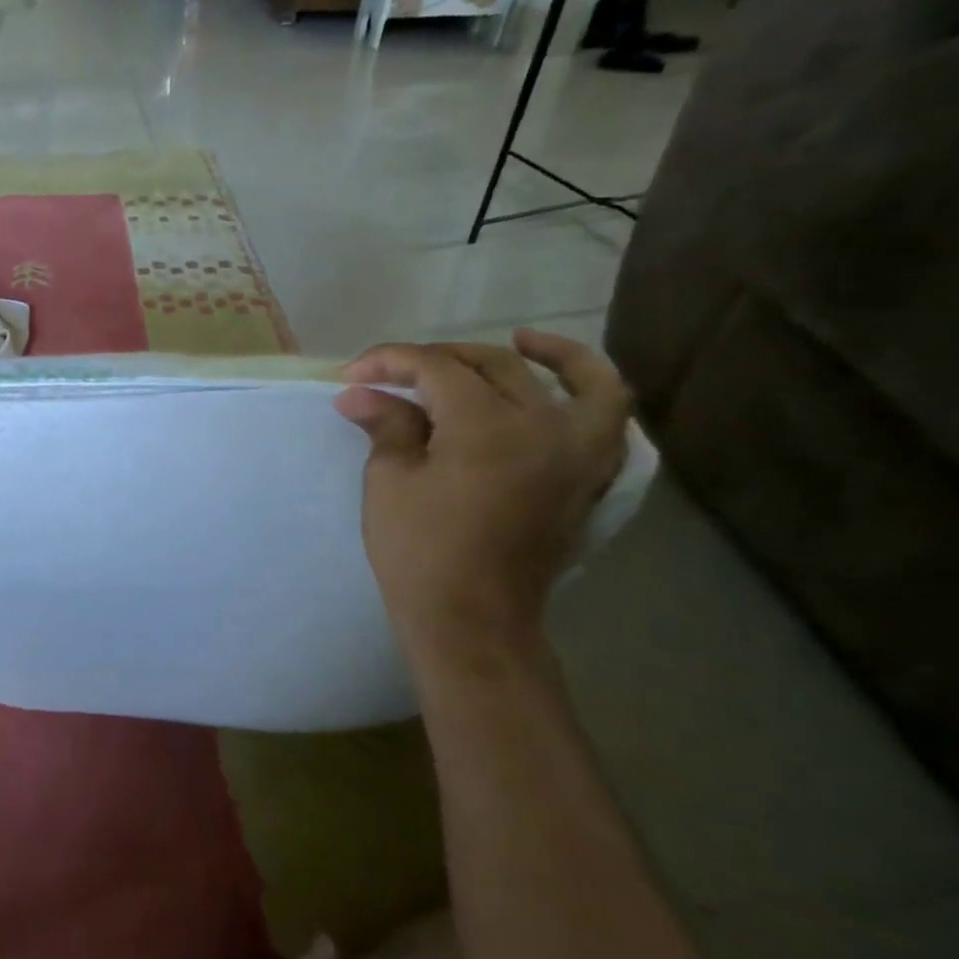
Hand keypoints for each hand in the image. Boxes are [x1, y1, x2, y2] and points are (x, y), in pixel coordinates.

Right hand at [336, 330, 630, 659]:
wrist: (472, 619)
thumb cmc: (420, 552)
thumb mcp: (390, 482)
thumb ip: (386, 426)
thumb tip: (360, 393)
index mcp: (487, 426)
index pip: (436, 369)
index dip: (390, 362)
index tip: (352, 372)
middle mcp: (544, 426)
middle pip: (493, 365)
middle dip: (436, 360)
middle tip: (392, 374)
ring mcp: (577, 452)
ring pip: (576, 379)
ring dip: (545, 353)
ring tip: (520, 339)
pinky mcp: (587, 478)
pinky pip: (607, 420)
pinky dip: (591, 392)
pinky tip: (561, 388)